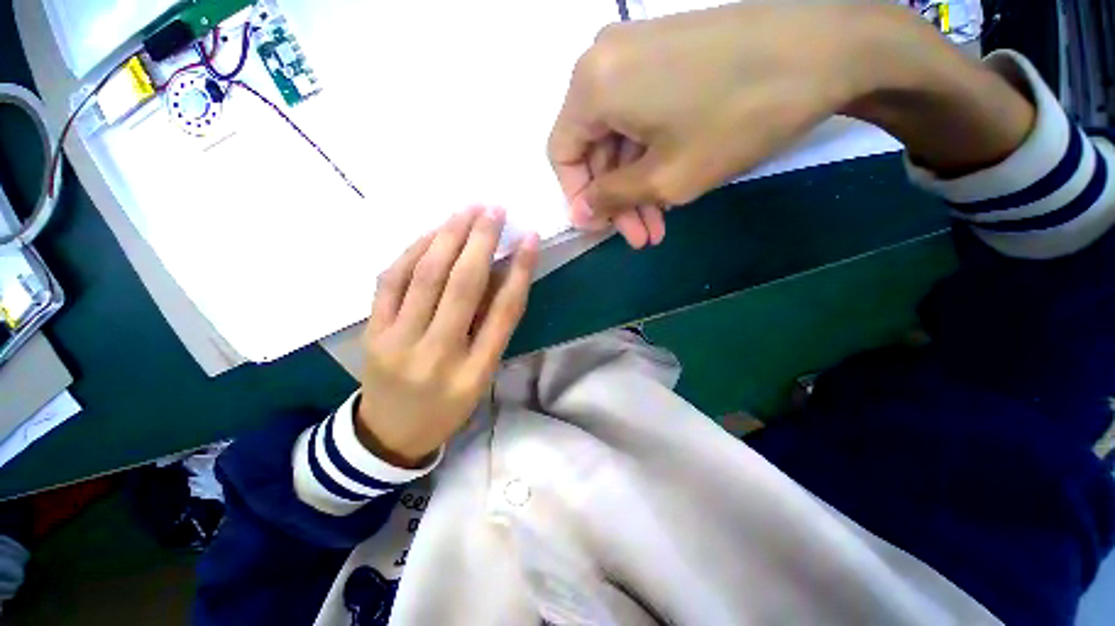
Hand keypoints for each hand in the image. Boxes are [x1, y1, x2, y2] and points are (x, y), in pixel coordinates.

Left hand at [356, 207, 538, 466]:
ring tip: (465, 211)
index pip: (503, 313)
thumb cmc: (447, 407)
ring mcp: (398, 342)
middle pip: (463, 288)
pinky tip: (431, 234)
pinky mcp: (371, 332)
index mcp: (474, 373)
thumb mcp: (482, 377)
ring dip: (448, 237)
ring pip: (425, 277)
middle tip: (494, 209)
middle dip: (481, 242)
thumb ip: (492, 328)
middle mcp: (438, 355)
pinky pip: (390, 281)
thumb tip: (500, 273)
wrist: (389, 435)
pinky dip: (412, 251)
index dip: (519, 271)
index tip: (529, 238)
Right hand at [550, 4, 1034, 246]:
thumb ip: (611, 199)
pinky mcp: (663, 55)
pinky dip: (649, 157)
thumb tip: (580, 213)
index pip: (561, 155)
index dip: (579, 197)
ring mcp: (634, 54)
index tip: (604, 228)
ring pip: (619, 138)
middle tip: (641, 235)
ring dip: (636, 184)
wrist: (826, 47)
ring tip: (659, 223)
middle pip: (593, 148)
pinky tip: (670, 186)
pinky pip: (639, 117)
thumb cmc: (735, 118)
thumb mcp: (664, 177)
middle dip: (617, 199)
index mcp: (591, 87)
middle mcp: (602, 63)